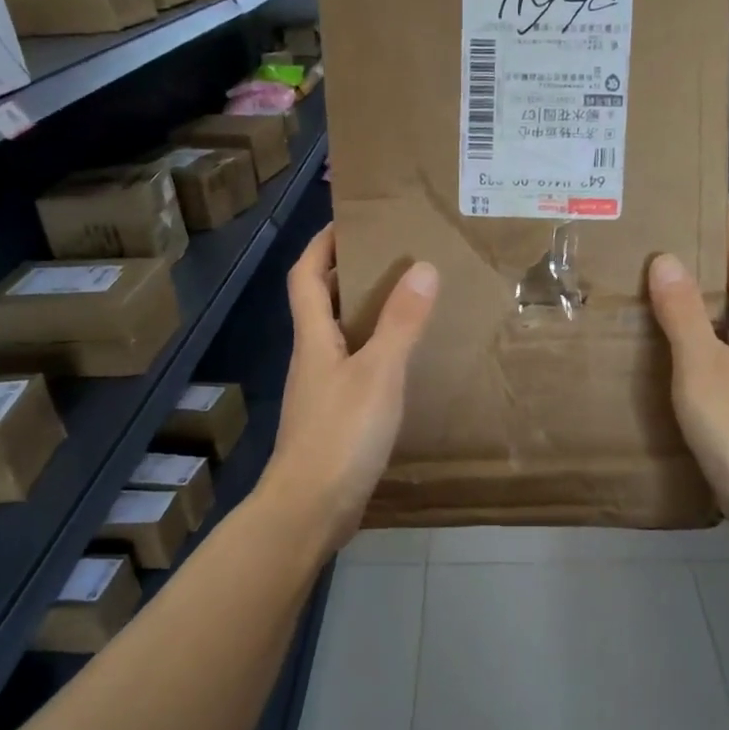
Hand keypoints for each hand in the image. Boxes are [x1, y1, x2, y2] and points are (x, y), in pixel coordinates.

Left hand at [257, 226, 438, 551]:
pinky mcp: (334, 420)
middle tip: (394, 256)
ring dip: (366, 315)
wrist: (310, 509)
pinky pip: (355, 371)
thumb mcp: (379, 374)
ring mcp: (321, 392)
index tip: (349, 219)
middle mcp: (312, 359)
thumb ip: (401, 323)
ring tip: (408, 302)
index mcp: (314, 339)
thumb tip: (422, 267)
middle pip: (321, 303)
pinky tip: (404, 365)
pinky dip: (375, 354)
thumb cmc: (341, 435)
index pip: (307, 275)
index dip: (322, 244)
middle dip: (349, 273)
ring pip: (340, 338)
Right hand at [647, 202, 728, 532]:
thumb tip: (667, 258)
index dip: (725, 220)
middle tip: (661, 229)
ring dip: (694, 293)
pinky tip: (664, 338)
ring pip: (723, 315)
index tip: (702, 187)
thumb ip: (683, 313)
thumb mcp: (702, 365)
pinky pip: (714, 345)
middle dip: (704, 253)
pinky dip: (691, 330)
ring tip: (654, 276)